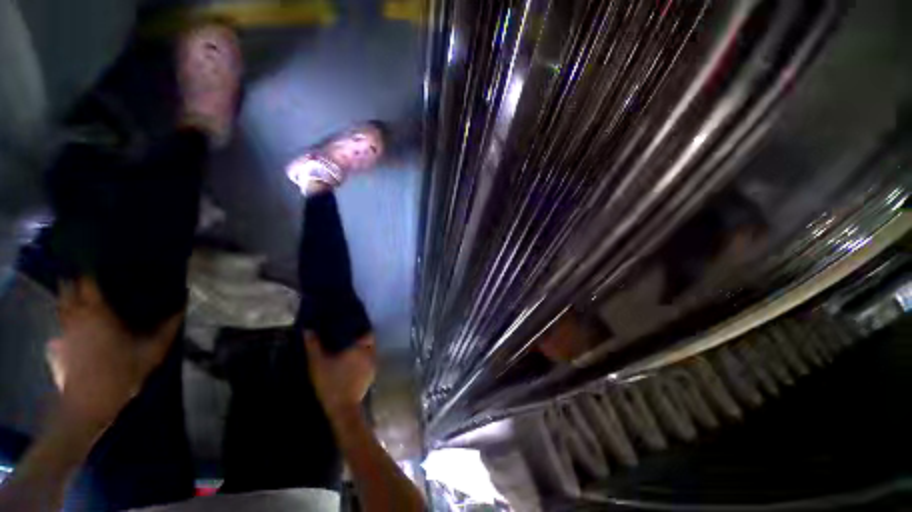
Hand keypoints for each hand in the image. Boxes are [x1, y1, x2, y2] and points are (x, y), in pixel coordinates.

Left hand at [46, 278, 180, 434]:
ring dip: (69, 296)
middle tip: (89, 275)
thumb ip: (168, 328)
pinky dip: (66, 318)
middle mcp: (76, 317)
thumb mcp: (152, 352)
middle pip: (68, 288)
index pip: (87, 281)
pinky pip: (61, 324)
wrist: (88, 405)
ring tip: (82, 294)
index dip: (91, 269)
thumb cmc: (120, 373)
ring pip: (61, 304)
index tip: (100, 261)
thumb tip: (183, 306)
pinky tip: (76, 324)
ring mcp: (64, 331)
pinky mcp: (57, 346)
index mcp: (97, 313)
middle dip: (75, 279)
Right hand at [304, 332, 375, 418]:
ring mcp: (372, 366)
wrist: (342, 408)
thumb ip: (313, 346)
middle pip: (370, 342)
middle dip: (362, 340)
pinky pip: (370, 363)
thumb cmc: (330, 383)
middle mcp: (370, 354)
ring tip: (350, 350)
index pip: (368, 333)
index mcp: (360, 348)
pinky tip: (353, 364)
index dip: (361, 330)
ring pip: (371, 352)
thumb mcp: (318, 364)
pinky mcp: (371, 376)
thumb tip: (308, 330)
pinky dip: (364, 361)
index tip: (352, 329)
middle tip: (349, 339)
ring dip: (363, 350)